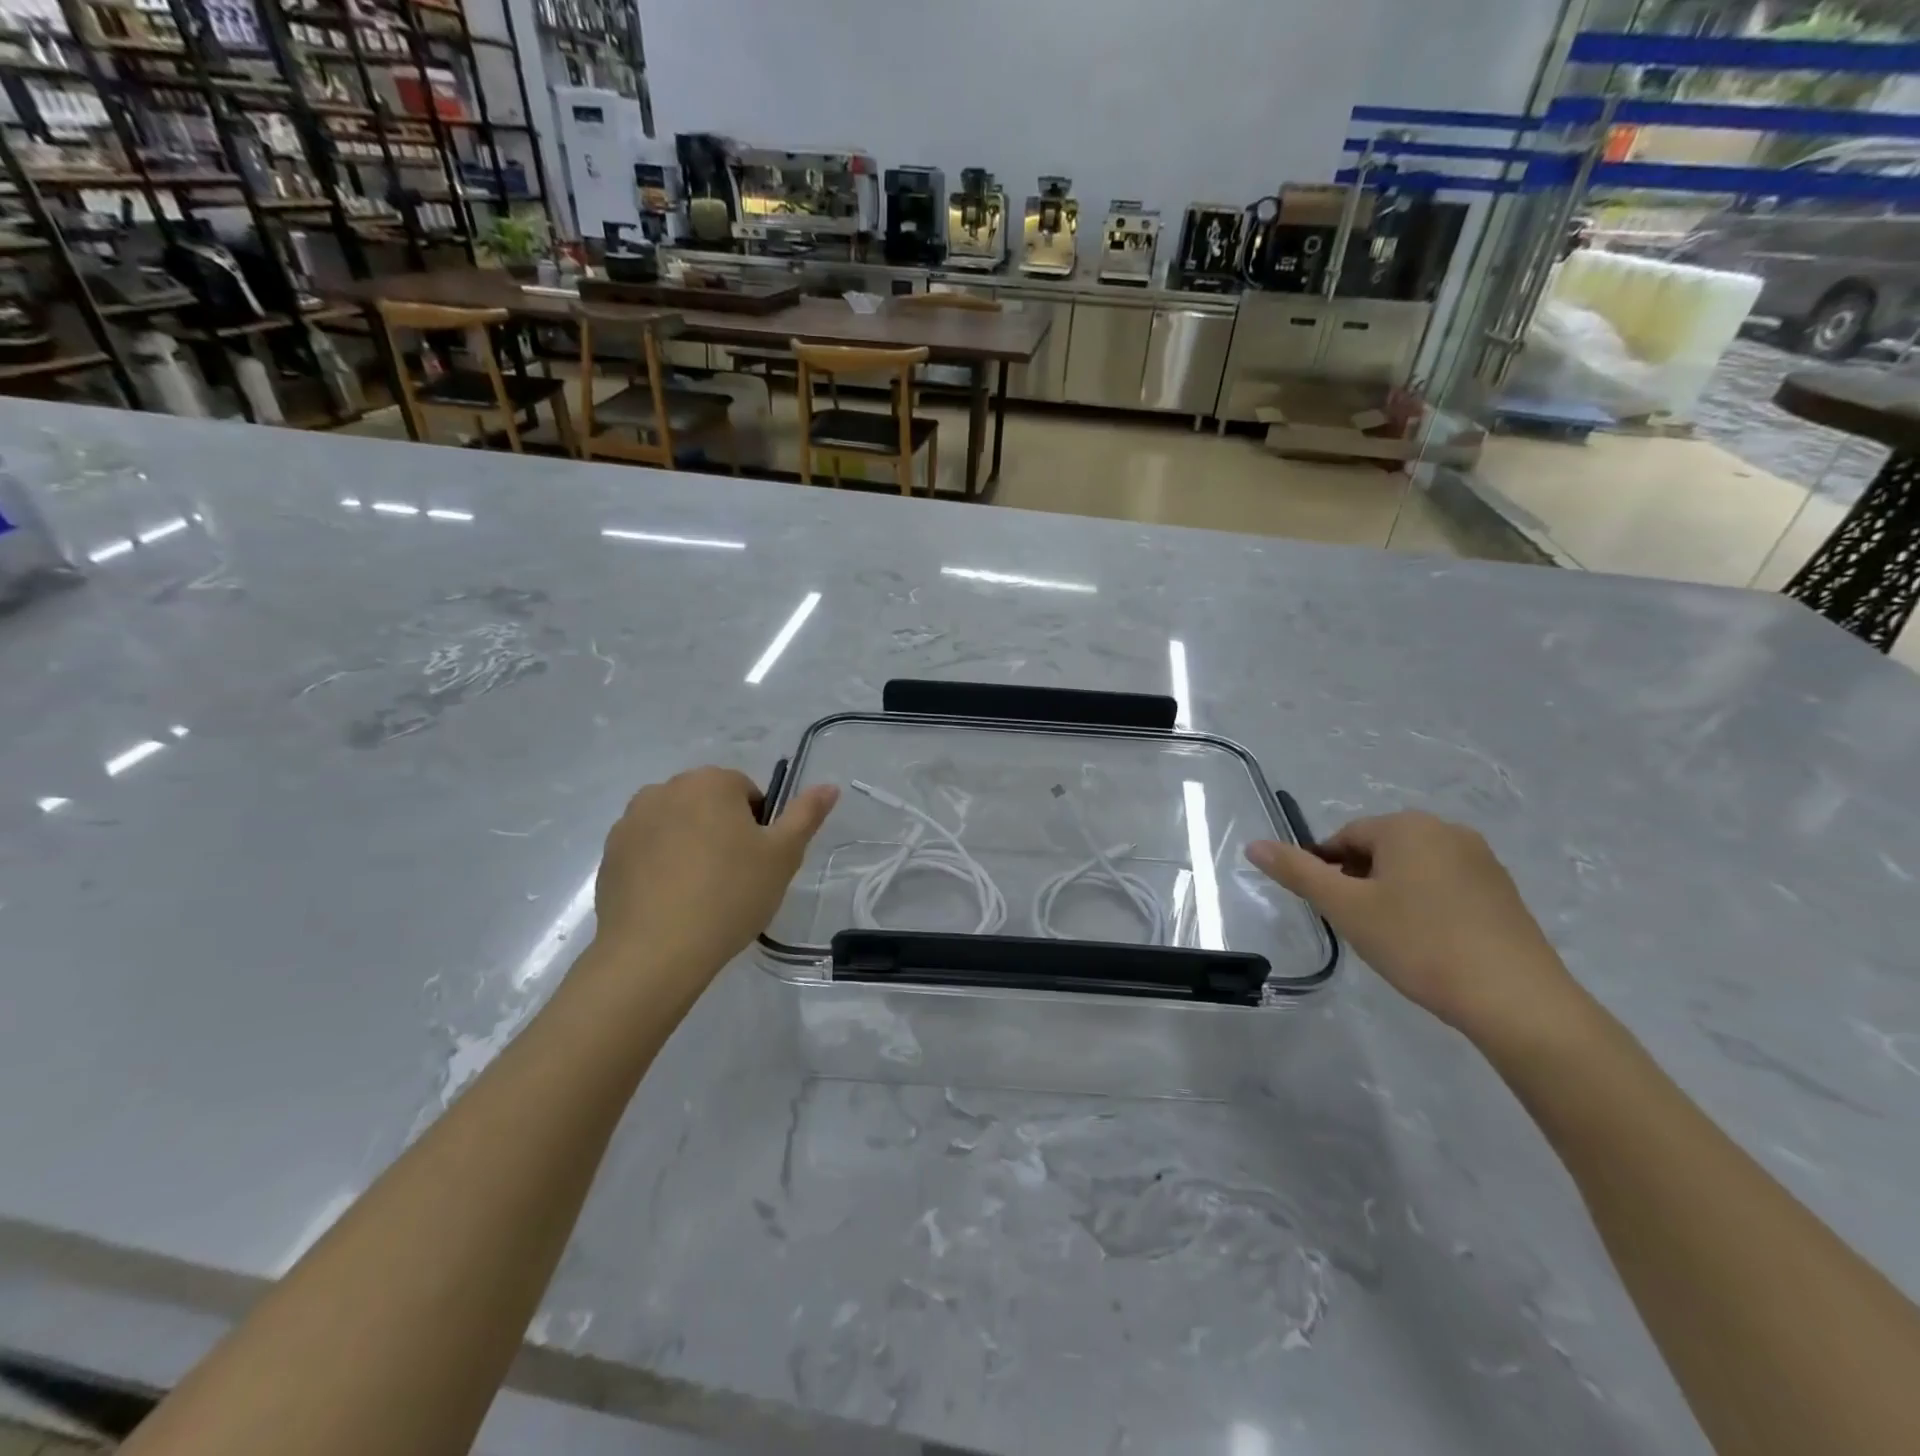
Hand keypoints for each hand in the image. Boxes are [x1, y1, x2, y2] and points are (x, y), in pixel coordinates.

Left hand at [585, 767, 838, 1006]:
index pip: (746, 792)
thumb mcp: (783, 856)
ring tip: (700, 892)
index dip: (758, 827)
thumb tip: (829, 786)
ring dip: (690, 845)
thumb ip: (806, 815)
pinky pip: (647, 850)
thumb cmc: (730, 895)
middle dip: (722, 831)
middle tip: (734, 878)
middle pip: (708, 804)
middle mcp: (665, 789)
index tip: (757, 862)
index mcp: (710, 782)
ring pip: (676, 825)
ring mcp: (631, 821)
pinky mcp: (609, 854)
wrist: (655, 952)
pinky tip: (671, 901)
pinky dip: (661, 865)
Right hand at [1246, 811, 1582, 1042]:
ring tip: (1392, 938)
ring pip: (1412, 869)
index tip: (1330, 909)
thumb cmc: (1419, 943)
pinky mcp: (1503, 893)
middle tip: (1358, 926)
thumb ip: (1297, 872)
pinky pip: (1445, 887)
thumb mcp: (1346, 908)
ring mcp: (1482, 861)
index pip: (1345, 837)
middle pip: (1379, 850)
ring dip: (1391, 894)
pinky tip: (1428, 943)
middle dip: (1360, 882)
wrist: (1515, 1000)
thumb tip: (1254, 844)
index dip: (1327, 871)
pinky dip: (1426, 907)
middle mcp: (1447, 831)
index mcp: (1407, 826)